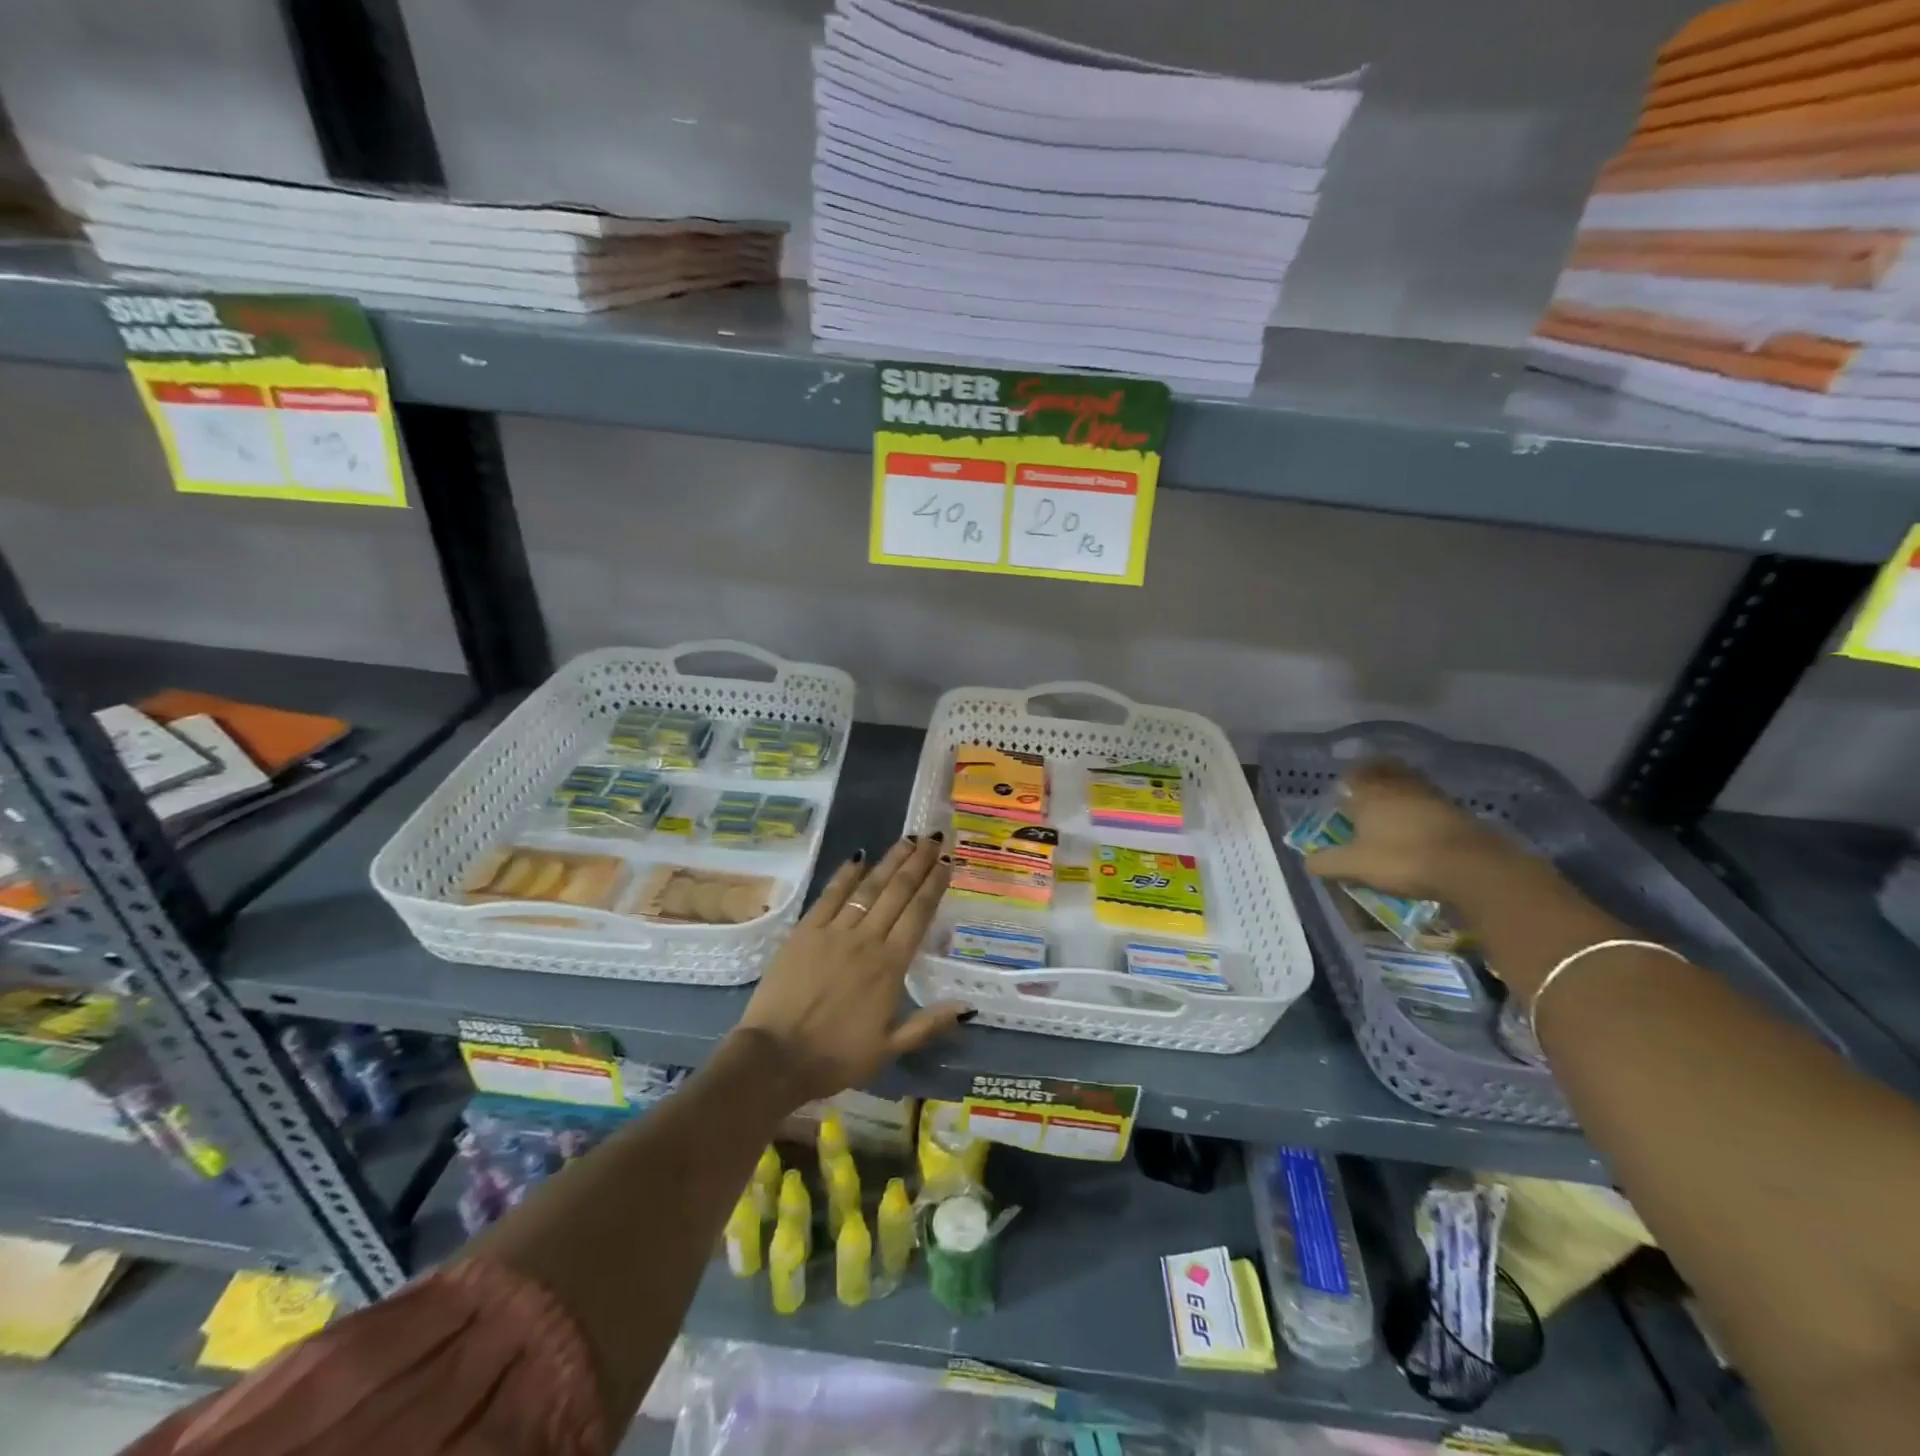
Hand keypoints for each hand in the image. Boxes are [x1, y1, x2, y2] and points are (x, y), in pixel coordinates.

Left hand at [733, 834, 969, 1104]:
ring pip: (868, 888)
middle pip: (897, 892)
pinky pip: (830, 896)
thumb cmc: (836, 1056)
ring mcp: (834, 932)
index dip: (935, 885)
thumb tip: (967, 1006)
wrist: (776, 1058)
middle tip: (933, 838)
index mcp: (891, 966)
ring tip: (907, 840)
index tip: (947, 861)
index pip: (919, 914)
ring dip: (889, 861)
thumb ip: (928, 1024)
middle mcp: (867, 940)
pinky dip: (846, 875)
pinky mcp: (805, 932)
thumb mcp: (889, 1049)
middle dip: (918, 863)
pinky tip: (858, 858)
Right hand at [1303, 759, 1520, 901]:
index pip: (1352, 776)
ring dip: (1400, 787)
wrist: (1470, 866)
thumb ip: (1327, 863)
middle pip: (1383, 768)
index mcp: (1369, 794)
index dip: (1346, 782)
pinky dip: (1421, 805)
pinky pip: (1430, 799)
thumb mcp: (1355, 866)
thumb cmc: (1402, 859)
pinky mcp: (1456, 810)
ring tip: (1394, 805)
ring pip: (1409, 781)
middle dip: (1373, 774)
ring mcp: (1430, 795)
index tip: (1342, 793)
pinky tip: (1421, 822)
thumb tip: (1308, 862)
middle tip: (1367, 788)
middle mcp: (1398, 787)